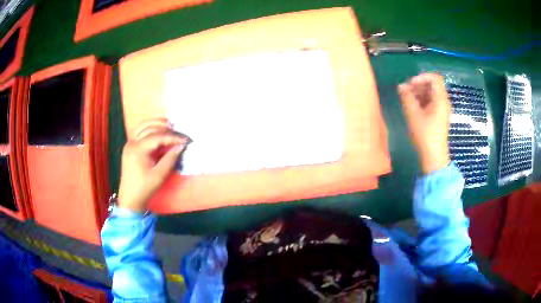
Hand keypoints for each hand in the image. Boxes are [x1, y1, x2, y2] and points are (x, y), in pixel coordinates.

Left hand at [118, 119, 189, 211]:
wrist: (129, 198)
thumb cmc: (144, 188)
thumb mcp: (159, 175)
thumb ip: (170, 159)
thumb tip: (181, 146)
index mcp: (138, 150)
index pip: (158, 137)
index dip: (173, 137)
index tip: (186, 140)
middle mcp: (132, 143)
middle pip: (150, 128)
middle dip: (165, 128)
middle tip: (179, 131)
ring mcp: (129, 144)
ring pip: (143, 127)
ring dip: (156, 124)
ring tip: (169, 124)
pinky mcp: (129, 148)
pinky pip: (139, 132)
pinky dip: (148, 128)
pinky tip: (157, 129)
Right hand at [398, 73, 450, 173]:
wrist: (434, 156)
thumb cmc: (425, 135)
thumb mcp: (414, 115)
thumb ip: (407, 97)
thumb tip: (401, 86)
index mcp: (441, 100)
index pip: (434, 78)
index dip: (421, 77)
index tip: (411, 84)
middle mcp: (443, 102)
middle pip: (432, 85)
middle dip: (418, 85)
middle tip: (406, 92)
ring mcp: (442, 109)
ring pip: (430, 94)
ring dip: (418, 93)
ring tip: (407, 99)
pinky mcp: (439, 116)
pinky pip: (431, 102)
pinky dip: (421, 101)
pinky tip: (412, 107)